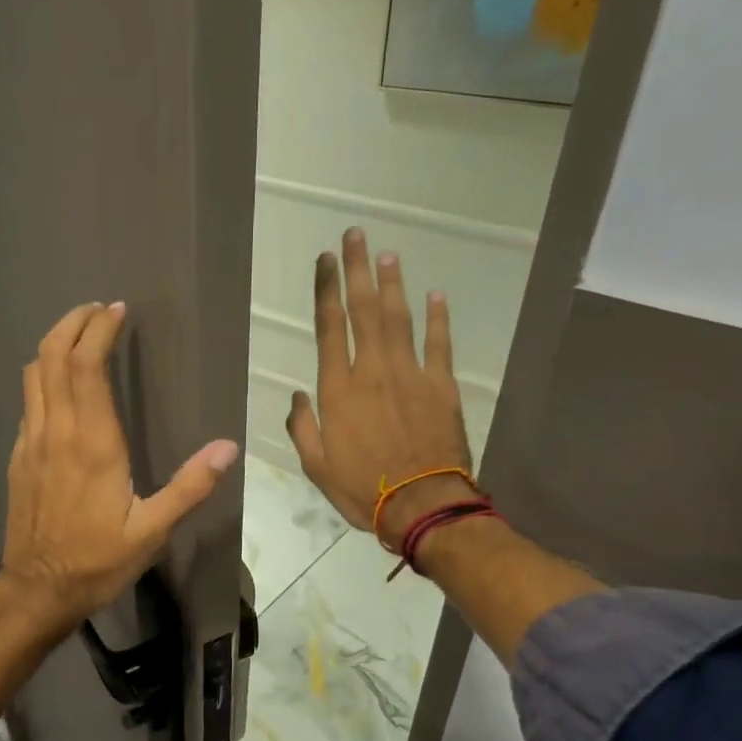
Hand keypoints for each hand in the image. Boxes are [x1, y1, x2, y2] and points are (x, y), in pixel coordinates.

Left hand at [0, 301, 239, 633]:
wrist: (37, 590)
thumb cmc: (97, 562)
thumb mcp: (152, 531)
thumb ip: (190, 487)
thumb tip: (229, 447)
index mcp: (93, 442)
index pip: (87, 365)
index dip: (99, 330)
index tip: (117, 311)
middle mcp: (57, 431)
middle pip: (53, 356)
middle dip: (73, 323)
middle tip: (97, 310)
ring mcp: (31, 443)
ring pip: (34, 375)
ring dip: (54, 345)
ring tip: (79, 335)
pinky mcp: (19, 458)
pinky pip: (28, 402)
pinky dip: (44, 378)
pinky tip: (61, 387)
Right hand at [286, 228, 476, 550]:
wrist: (421, 505)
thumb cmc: (362, 488)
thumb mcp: (316, 466)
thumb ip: (303, 426)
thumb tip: (300, 396)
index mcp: (338, 389)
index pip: (329, 326)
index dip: (326, 289)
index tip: (325, 259)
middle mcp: (372, 370)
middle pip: (364, 309)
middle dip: (357, 269)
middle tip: (355, 235)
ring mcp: (410, 374)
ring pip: (399, 318)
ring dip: (392, 284)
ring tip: (387, 254)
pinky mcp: (441, 386)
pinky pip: (439, 344)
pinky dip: (437, 318)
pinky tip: (436, 294)